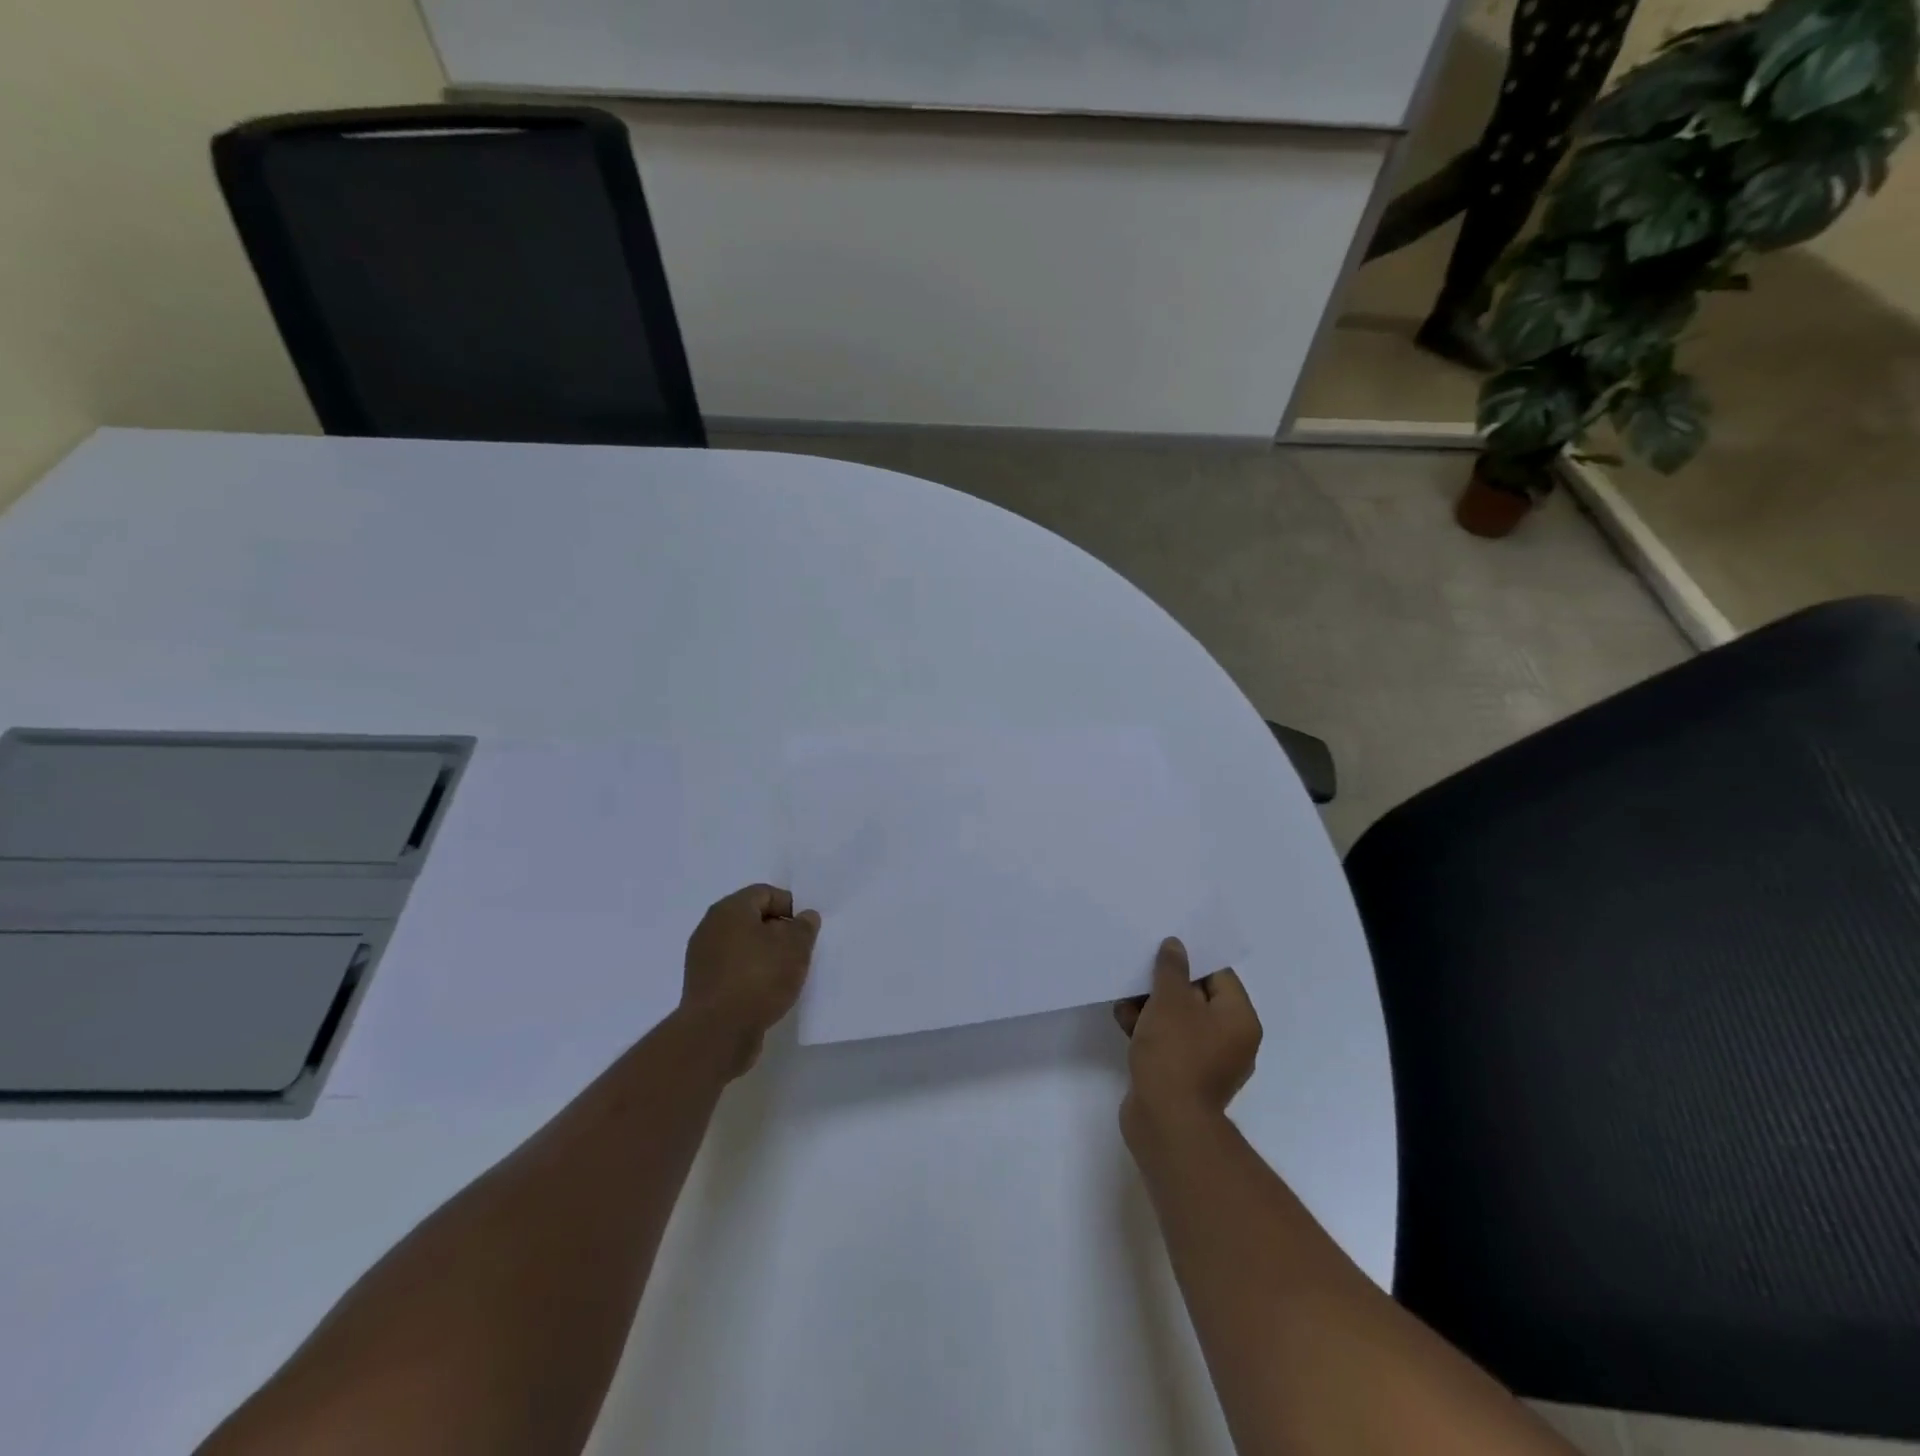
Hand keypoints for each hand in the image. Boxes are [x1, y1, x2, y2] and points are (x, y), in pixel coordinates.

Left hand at [681, 883, 820, 1075]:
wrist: (718, 1032)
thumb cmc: (759, 977)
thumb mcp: (795, 947)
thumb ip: (804, 927)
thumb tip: (805, 917)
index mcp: (730, 909)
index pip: (765, 893)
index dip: (790, 906)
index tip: (806, 929)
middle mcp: (711, 928)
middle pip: (752, 919)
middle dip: (778, 931)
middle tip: (800, 950)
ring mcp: (703, 959)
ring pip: (742, 946)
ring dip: (765, 955)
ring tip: (786, 974)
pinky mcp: (703, 987)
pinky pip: (733, 970)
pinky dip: (751, 975)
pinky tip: (767, 992)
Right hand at [1114, 937, 1260, 1130]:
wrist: (1166, 1122)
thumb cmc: (1175, 1053)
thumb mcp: (1170, 1001)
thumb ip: (1171, 969)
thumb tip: (1176, 945)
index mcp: (1239, 1019)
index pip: (1218, 975)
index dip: (1191, 958)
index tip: (1163, 948)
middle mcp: (1231, 1040)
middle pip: (1196, 997)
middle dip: (1164, 984)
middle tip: (1139, 969)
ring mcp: (1208, 1062)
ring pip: (1178, 1020)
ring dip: (1151, 1007)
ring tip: (1124, 999)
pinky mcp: (1184, 1077)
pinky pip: (1168, 1042)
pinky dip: (1149, 1030)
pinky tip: (1124, 1021)